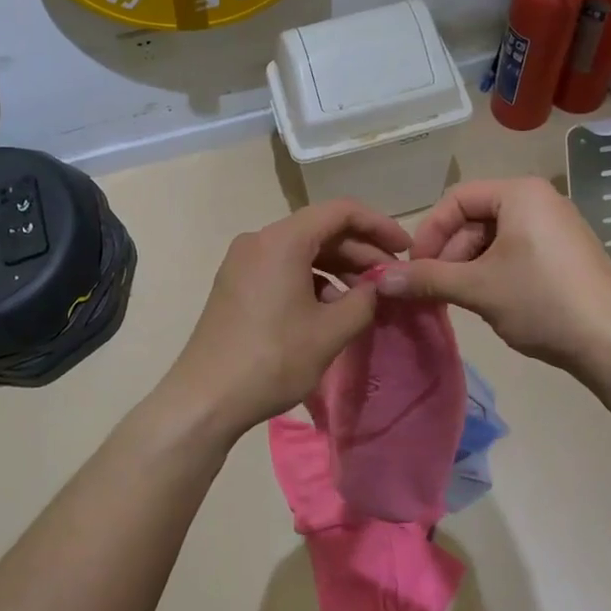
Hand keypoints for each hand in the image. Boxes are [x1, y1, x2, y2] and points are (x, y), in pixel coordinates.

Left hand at [156, 199, 410, 442]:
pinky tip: (330, 307)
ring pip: (302, 250)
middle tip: (391, 279)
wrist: (205, 399)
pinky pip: (283, 267)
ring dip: (337, 267)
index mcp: (282, 240)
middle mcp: (259, 240)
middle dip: (360, 251)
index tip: (405, 250)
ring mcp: (243, 261)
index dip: (378, 226)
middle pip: (320, 230)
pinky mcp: (236, 283)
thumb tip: (380, 286)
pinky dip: (312, 279)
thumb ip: (365, 300)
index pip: (341, 212)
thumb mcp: (330, 332)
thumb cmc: (272, 360)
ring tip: (366, 297)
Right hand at [374, 178, 610, 379]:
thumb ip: (426, 278)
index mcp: (520, 193)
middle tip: (436, 288)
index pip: (456, 199)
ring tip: (460, 299)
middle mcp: (540, 200)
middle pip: (475, 217)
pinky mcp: (568, 253)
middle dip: (450, 252)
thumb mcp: (477, 288)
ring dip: (469, 265)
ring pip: (496, 237)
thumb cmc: (541, 301)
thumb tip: (378, 278)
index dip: (429, 232)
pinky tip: (491, 301)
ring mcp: (558, 226)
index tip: (416, 268)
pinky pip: (518, 250)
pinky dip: (495, 270)